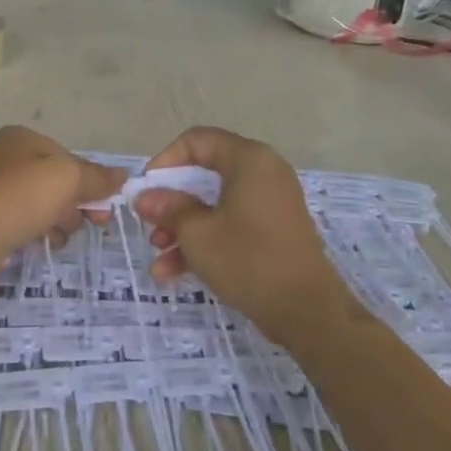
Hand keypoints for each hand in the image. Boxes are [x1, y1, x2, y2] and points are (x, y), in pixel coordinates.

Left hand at [0, 126, 124, 283]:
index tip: (106, 208)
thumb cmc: (18, 199)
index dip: (92, 182)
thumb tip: (124, 176)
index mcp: (22, 139)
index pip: (70, 158)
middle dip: (77, 204)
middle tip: (92, 225)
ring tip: (58, 237)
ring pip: (43, 205)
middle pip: (58, 182)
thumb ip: (98, 177)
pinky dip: (38, 234)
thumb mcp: (68, 179)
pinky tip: (42, 245)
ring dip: (60, 222)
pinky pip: (24, 224)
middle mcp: (6, 159)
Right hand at [134, 126, 355, 338]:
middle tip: (149, 226)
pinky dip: (205, 241)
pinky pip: (231, 223)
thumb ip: (168, 208)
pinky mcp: (272, 229)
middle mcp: (263, 172)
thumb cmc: (248, 261)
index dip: (165, 161)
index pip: (197, 141)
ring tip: (159, 258)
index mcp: (249, 160)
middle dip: (171, 203)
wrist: (306, 310)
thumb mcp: (198, 234)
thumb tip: (143, 196)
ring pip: (214, 205)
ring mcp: (270, 202)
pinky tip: (174, 272)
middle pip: (204, 175)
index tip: (146, 189)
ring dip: (183, 229)